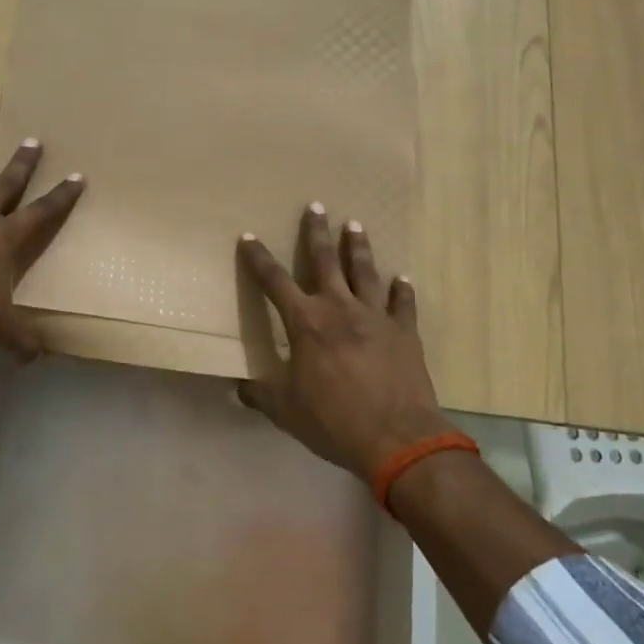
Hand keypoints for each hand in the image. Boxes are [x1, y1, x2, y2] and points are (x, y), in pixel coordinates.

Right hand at [236, 204, 455, 484]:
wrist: (397, 438)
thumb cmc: (334, 421)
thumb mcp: (286, 410)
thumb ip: (261, 394)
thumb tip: (239, 388)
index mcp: (306, 323)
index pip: (274, 282)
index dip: (259, 259)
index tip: (249, 237)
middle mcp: (339, 309)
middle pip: (325, 261)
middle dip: (317, 232)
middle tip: (317, 205)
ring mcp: (376, 317)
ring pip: (365, 272)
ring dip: (358, 247)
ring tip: (355, 225)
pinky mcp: (405, 332)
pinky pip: (403, 304)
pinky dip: (402, 289)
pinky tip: (403, 278)